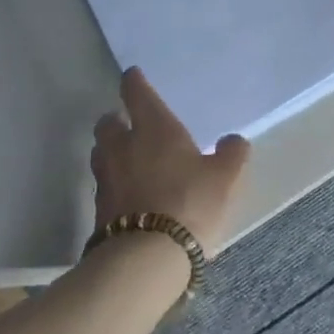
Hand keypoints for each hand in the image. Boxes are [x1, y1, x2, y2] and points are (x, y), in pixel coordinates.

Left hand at [91, 67, 249, 253]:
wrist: (147, 257)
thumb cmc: (190, 203)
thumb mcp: (225, 178)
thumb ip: (231, 154)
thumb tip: (234, 140)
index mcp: (154, 128)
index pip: (136, 93)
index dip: (134, 82)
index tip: (133, 76)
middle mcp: (123, 146)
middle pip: (107, 123)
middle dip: (115, 120)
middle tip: (128, 125)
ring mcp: (107, 178)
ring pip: (100, 153)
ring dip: (110, 152)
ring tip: (126, 160)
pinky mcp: (99, 210)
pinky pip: (104, 186)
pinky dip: (113, 185)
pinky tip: (128, 195)